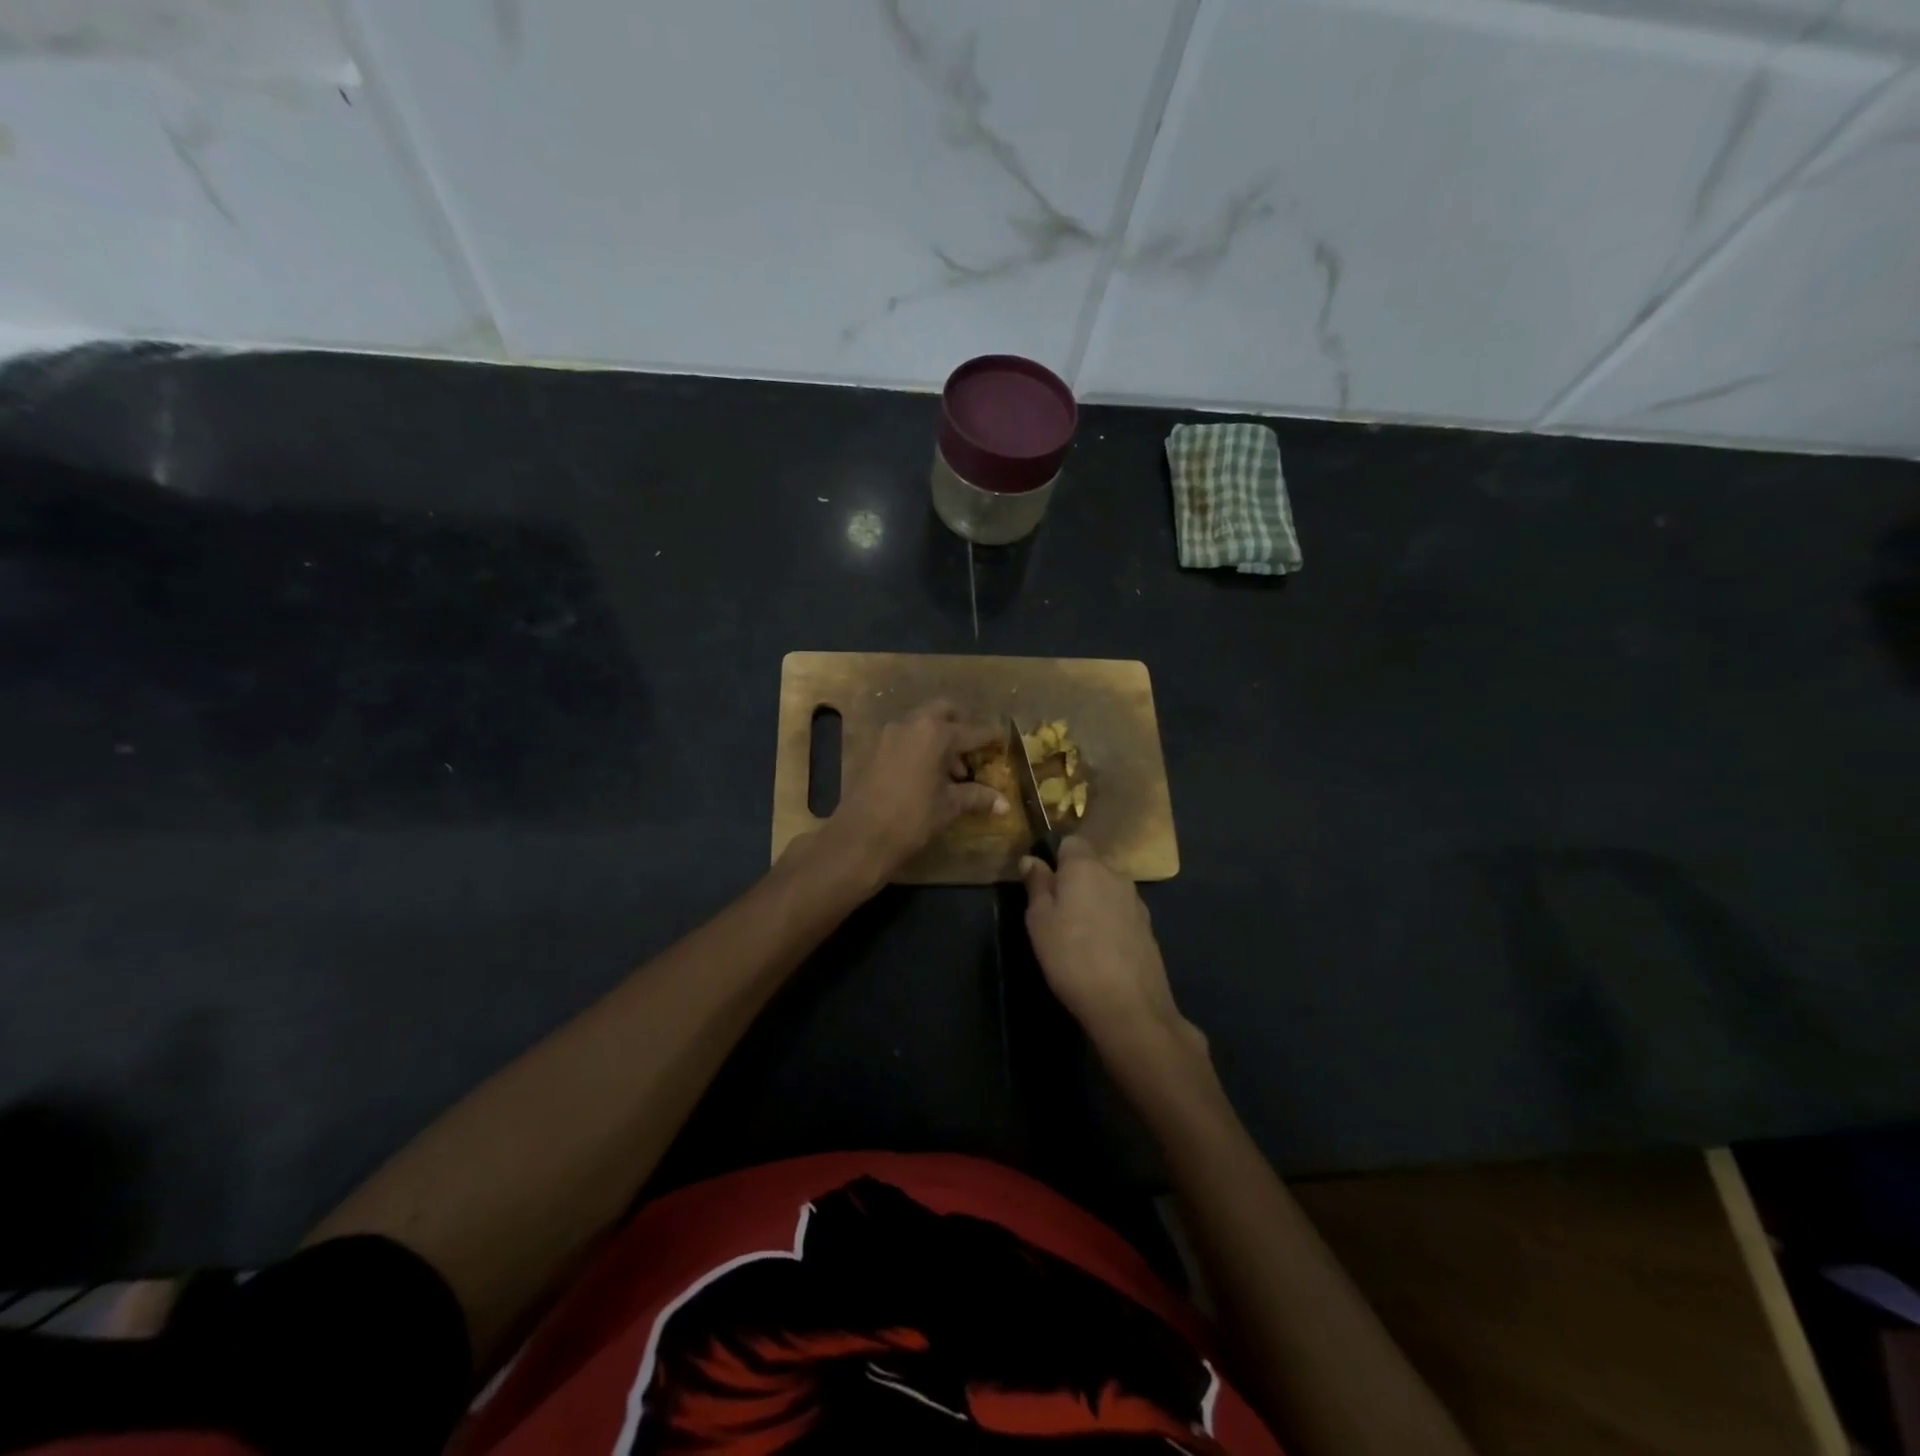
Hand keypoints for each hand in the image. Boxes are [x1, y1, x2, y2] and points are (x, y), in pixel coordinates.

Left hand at [823, 700, 1005, 886]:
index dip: (990, 737)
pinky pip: (904, 738)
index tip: (1003, 740)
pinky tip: (927, 775)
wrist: (860, 837)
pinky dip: (919, 747)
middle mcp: (911, 725)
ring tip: (953, 772)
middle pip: (943, 712)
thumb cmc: (912, 818)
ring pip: (921, 724)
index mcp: (935, 733)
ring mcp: (888, 735)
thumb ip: (977, 797)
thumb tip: (1004, 803)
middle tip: (973, 749)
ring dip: (939, 738)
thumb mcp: (949, 806)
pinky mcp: (873, 749)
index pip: (972, 731)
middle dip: (961, 725)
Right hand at [1021, 838, 1205, 1063]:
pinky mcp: (1148, 928)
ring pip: (1106, 890)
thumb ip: (1037, 885)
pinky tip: (1100, 951)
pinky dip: (1109, 923)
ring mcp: (1136, 902)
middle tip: (1055, 914)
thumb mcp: (1039, 921)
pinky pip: (1120, 913)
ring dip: (1092, 903)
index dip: (1055, 857)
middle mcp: (1115, 875)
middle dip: (1074, 881)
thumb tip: (1031, 859)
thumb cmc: (1072, 956)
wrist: (1129, 1005)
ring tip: (1077, 936)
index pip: (1071, 842)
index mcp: (1086, 866)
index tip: (1043, 883)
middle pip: (1090, 866)